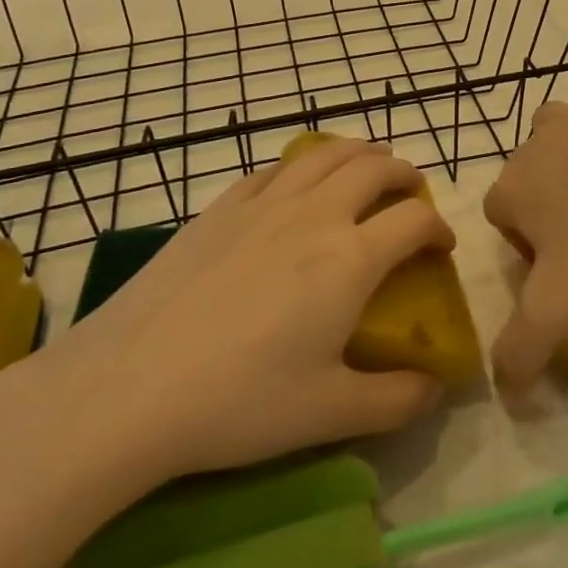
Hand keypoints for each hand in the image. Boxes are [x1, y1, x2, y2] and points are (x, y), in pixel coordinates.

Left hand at [29, 137, 452, 506]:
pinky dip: (301, 167)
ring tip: (366, 168)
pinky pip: (273, 169)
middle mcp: (314, 215)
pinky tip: (296, 186)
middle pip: (374, 168)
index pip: (414, 220)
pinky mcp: (218, 209)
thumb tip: (434, 387)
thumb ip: (397, 400)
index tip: (441, 247)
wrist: (126, 388)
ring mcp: (263, 205)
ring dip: (358, 154)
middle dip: (404, 174)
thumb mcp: (330, 414)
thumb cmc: (239, 401)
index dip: (438, 227)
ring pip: (324, 155)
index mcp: (350, 258)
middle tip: (410, 195)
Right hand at [484, 83, 567, 387]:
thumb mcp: (560, 307)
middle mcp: (535, 143)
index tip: (565, 270)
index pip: (500, 217)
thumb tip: (506, 393)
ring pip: (557, 131)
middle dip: (548, 201)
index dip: (526, 246)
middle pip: (528, 174)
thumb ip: (523, 350)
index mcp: (512, 187)